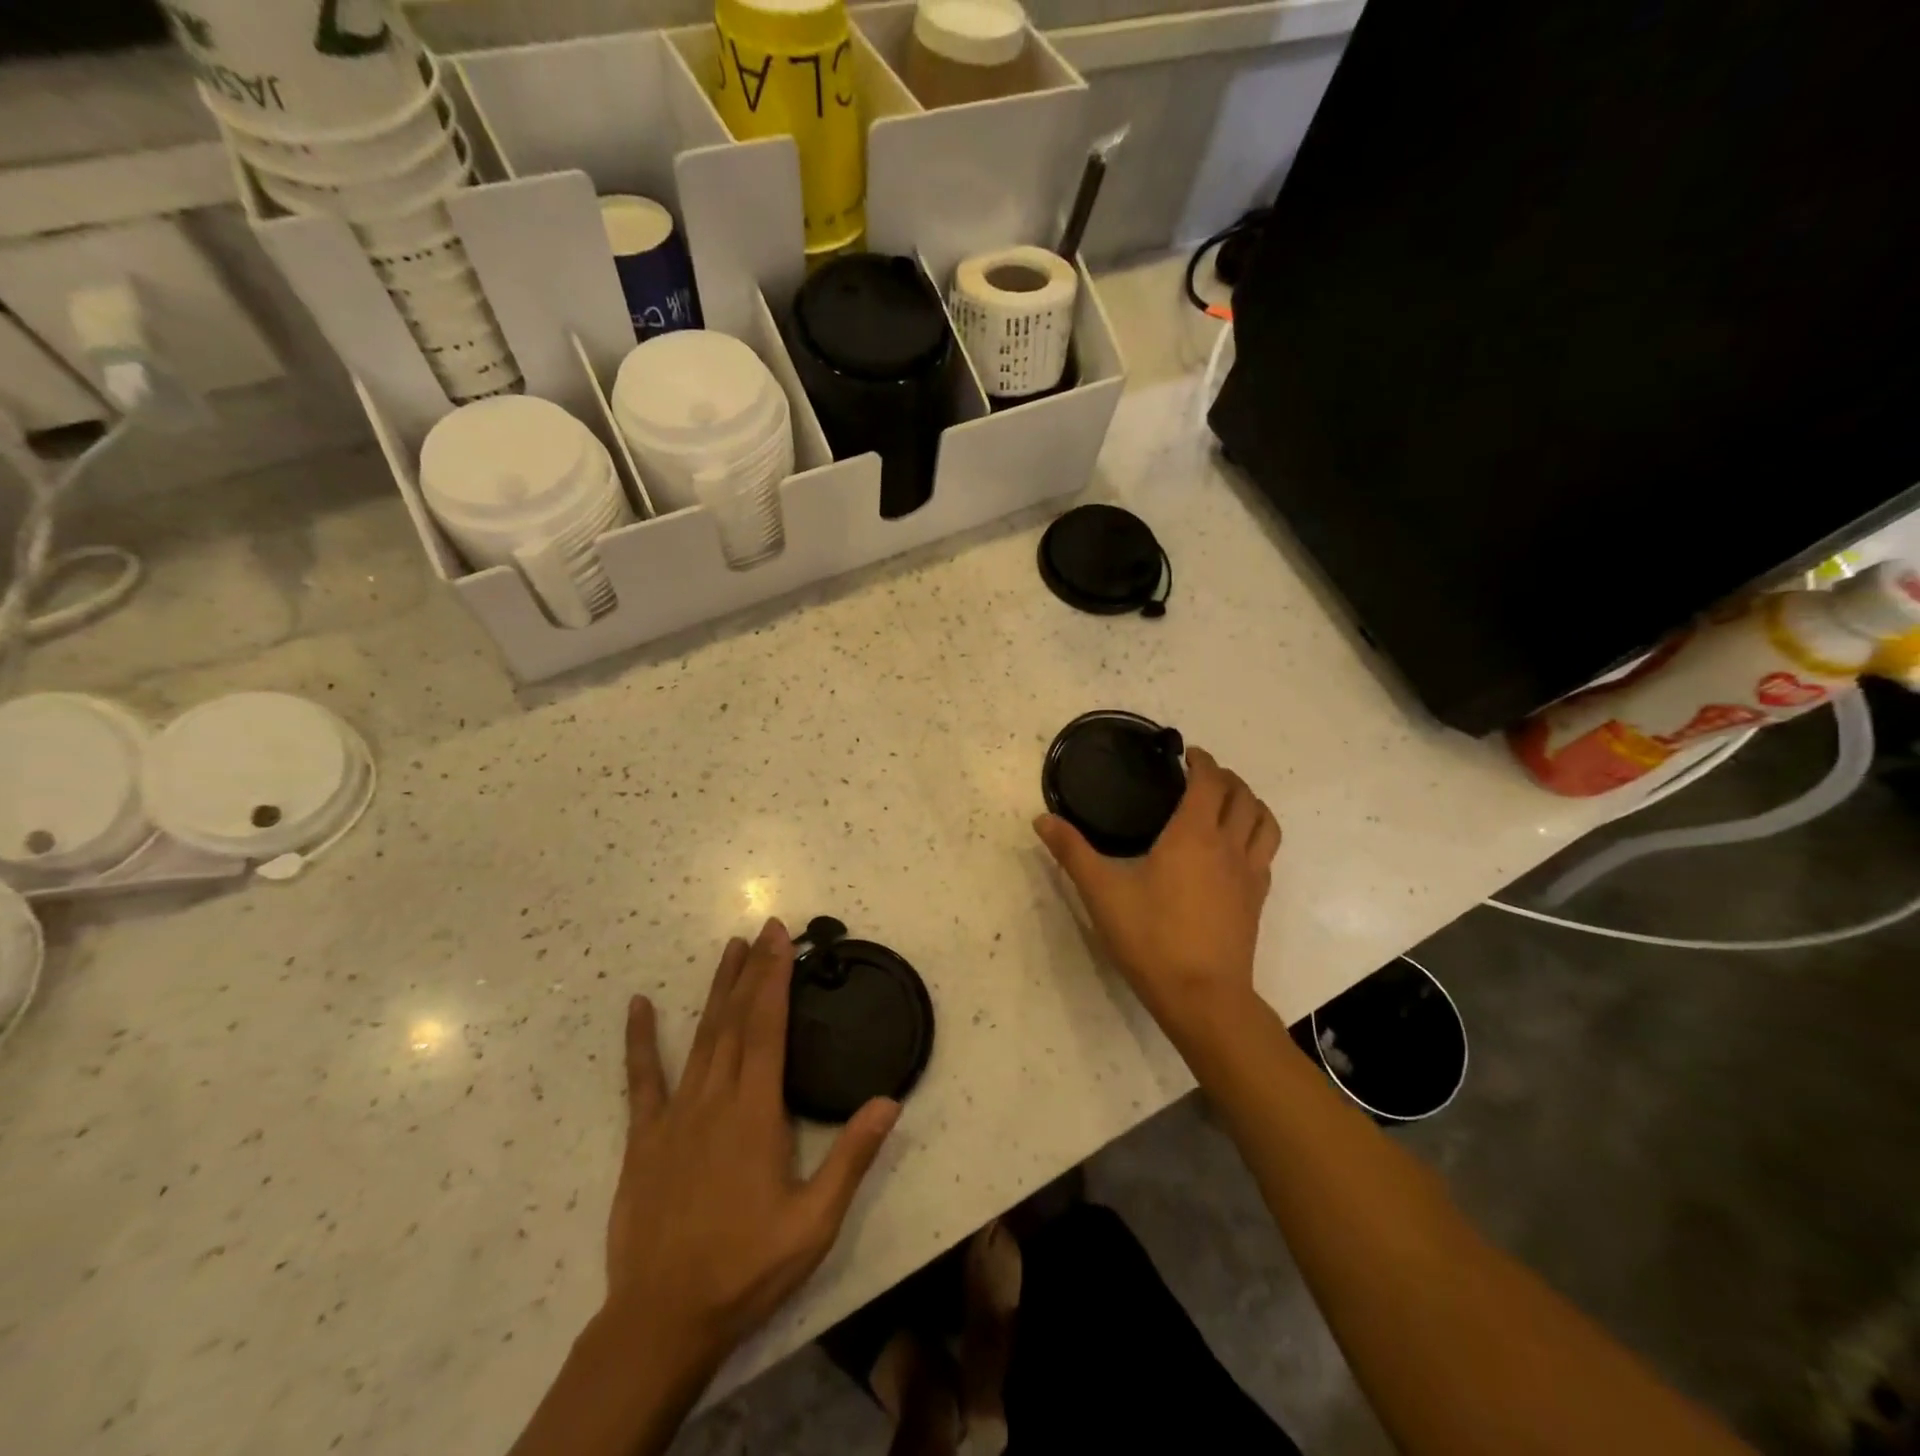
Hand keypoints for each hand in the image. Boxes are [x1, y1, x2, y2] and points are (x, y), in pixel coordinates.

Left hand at [605, 918, 899, 1371]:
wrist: (661, 1321)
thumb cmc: (746, 1267)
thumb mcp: (814, 1222)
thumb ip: (851, 1158)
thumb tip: (889, 1100)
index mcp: (755, 1112)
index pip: (767, 1027)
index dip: (775, 977)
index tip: (781, 938)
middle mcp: (714, 1098)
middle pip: (736, 1020)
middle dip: (753, 969)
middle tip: (763, 927)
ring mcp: (675, 1115)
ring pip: (700, 1036)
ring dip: (716, 989)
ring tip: (728, 949)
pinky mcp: (644, 1138)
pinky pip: (642, 1079)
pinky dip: (640, 1040)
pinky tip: (638, 1006)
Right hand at [1034, 746, 1280, 1038]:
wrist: (1203, 997)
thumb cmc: (1151, 938)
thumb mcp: (1102, 893)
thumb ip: (1072, 852)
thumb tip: (1041, 819)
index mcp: (1194, 835)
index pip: (1210, 782)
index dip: (1202, 761)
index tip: (1187, 754)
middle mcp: (1229, 846)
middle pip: (1242, 796)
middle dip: (1225, 777)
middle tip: (1201, 775)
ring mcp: (1249, 874)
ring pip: (1264, 822)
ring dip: (1249, 802)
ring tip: (1227, 801)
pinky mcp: (1257, 899)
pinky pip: (1266, 852)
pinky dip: (1256, 834)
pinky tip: (1235, 848)